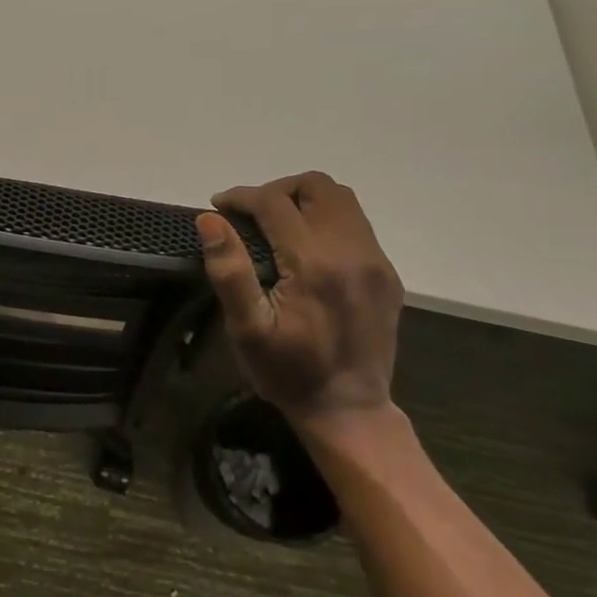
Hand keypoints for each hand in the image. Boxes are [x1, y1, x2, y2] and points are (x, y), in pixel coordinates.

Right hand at [195, 173, 403, 425]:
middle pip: (318, 186)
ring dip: (305, 201)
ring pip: (343, 201)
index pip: (274, 202)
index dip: (241, 197)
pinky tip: (308, 251)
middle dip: (279, 189)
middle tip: (252, 214)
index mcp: (314, 263)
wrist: (348, 410)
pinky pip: (358, 226)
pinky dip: (328, 222)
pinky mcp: (386, 275)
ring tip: (278, 225)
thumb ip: (229, 270)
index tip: (219, 206)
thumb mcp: (247, 329)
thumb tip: (210, 219)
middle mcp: (352, 251)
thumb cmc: (288, 372)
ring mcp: (375, 262)